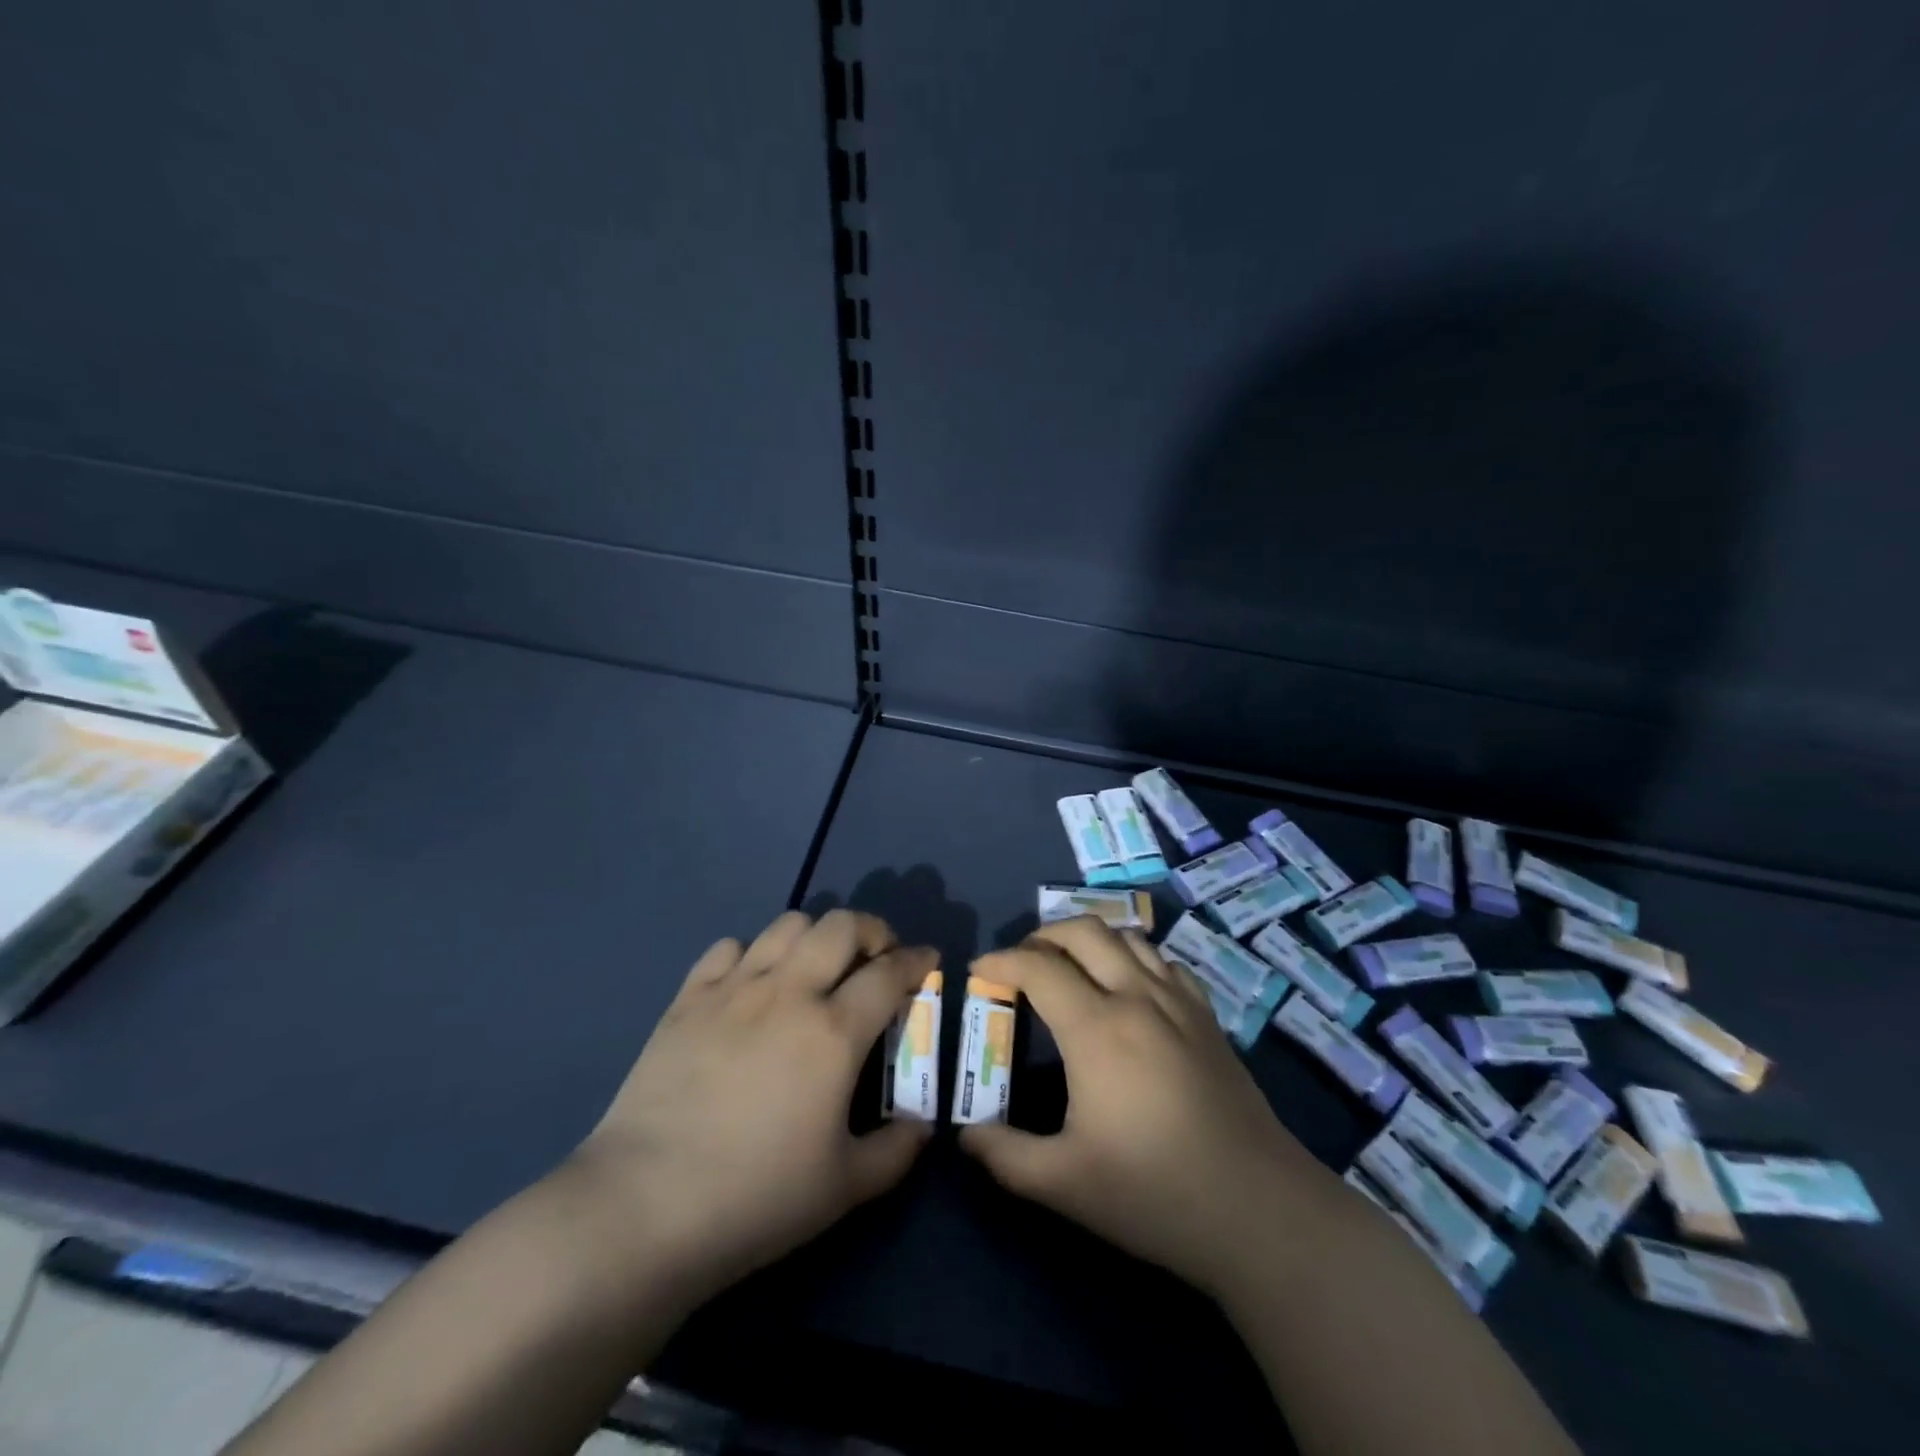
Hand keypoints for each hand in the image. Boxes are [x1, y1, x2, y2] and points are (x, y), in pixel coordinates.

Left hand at [565, 910, 936, 1311]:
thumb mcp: (844, 1187)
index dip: (916, 960)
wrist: (644, 1207)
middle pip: (841, 925)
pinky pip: (728, 948)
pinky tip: (751, 985)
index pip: (890, 972)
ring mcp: (734, 989)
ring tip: (816, 966)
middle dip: (871, 930)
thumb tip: (922, 1127)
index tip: (928, 960)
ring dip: (814, 935)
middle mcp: (789, 992)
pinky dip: (750, 954)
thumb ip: (896, 1151)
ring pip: (786, 924)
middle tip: (876, 958)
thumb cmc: (755, 1198)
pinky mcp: (688, 998)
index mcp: (833, 1032)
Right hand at [959, 918, 1340, 1299]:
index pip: (1038, 967)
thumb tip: (965, 1136)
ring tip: (1069, 968)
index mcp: (1097, 1028)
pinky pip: (1163, 962)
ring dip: (1089, 940)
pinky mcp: (1207, 1017)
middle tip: (1020, 963)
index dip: (1001, 960)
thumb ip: (1004, 1155)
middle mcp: (1137, 997)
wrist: (1259, 1210)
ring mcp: (1178, 1002)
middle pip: (1083, 931)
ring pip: (1127, 937)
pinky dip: (1133, 958)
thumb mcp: (1064, 1184)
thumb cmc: (1155, 1192)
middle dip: (1042, 935)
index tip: (979, 970)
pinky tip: (1128, 989)